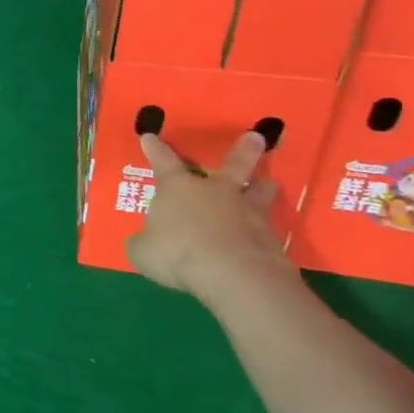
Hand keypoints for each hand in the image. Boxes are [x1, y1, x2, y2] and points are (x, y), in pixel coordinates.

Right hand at [124, 131, 288, 295]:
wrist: (234, 275)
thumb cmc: (178, 254)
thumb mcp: (143, 251)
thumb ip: (143, 242)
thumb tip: (143, 242)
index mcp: (178, 188)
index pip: (162, 161)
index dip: (154, 149)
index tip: (150, 136)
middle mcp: (215, 192)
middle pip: (233, 165)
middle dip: (243, 151)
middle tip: (256, 136)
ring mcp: (247, 212)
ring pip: (259, 192)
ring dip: (264, 186)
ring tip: (270, 182)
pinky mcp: (270, 238)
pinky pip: (267, 229)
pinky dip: (266, 230)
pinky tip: (267, 237)